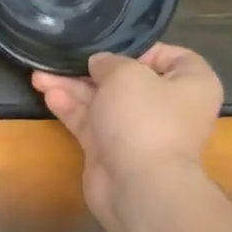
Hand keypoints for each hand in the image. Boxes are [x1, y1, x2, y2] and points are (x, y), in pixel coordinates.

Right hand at [32, 44, 223, 231]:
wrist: (138, 185)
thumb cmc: (145, 119)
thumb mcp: (126, 74)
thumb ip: (109, 62)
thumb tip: (99, 63)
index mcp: (191, 83)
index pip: (168, 56)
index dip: (138, 49)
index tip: (108, 46)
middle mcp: (167, 106)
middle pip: (126, 80)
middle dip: (91, 70)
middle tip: (62, 59)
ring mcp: (137, 130)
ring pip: (102, 102)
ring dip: (72, 88)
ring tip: (40, 75)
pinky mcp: (111, 150)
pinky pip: (90, 122)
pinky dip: (71, 108)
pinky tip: (48, 94)